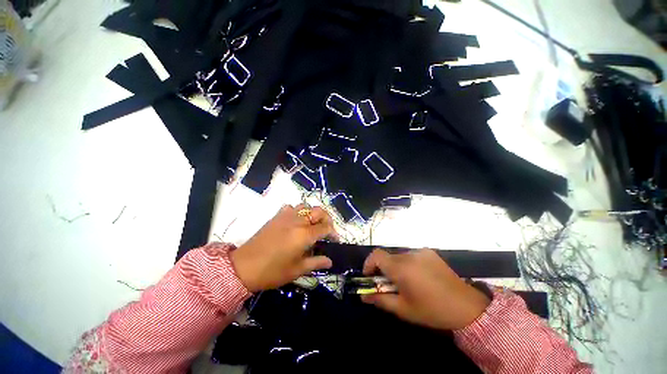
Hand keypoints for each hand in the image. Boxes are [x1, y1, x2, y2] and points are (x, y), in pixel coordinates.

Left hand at [230, 204, 337, 291]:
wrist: (244, 267)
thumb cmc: (273, 271)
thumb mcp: (297, 270)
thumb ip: (316, 263)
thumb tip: (330, 261)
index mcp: (305, 234)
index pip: (325, 227)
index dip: (333, 233)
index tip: (335, 240)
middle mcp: (298, 221)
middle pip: (319, 211)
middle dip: (327, 219)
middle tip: (326, 230)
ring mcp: (286, 216)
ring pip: (306, 207)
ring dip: (313, 214)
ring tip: (312, 225)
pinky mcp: (277, 216)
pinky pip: (291, 207)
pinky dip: (298, 211)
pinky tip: (296, 221)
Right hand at [361, 249, 490, 330]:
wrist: (467, 307)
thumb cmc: (432, 310)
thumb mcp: (403, 309)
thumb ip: (381, 300)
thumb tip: (364, 296)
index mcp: (401, 268)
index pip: (376, 255)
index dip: (369, 263)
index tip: (370, 277)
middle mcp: (409, 254)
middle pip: (388, 256)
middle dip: (384, 269)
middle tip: (390, 285)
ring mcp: (421, 251)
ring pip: (399, 256)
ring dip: (397, 266)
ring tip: (407, 282)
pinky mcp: (430, 252)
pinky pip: (412, 255)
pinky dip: (409, 263)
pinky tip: (420, 277)